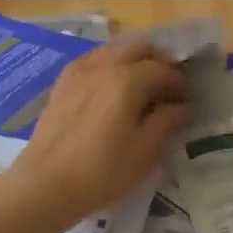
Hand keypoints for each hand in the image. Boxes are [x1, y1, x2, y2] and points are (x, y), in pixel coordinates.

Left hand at [12, 40, 189, 228]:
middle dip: (158, 60)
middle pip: (138, 47)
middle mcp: (103, 65)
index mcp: (127, 79)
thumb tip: (182, 106)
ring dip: (134, 60)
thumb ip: (166, 122)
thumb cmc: (101, 172)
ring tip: (143, 87)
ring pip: (114, 50)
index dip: (179, 82)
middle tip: (168, 84)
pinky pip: (94, 61)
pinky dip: (111, 66)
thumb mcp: (144, 151)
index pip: (163, 69)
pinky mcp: (62, 83)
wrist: (44, 185)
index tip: (188, 98)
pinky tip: (114, 91)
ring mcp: (78, 70)